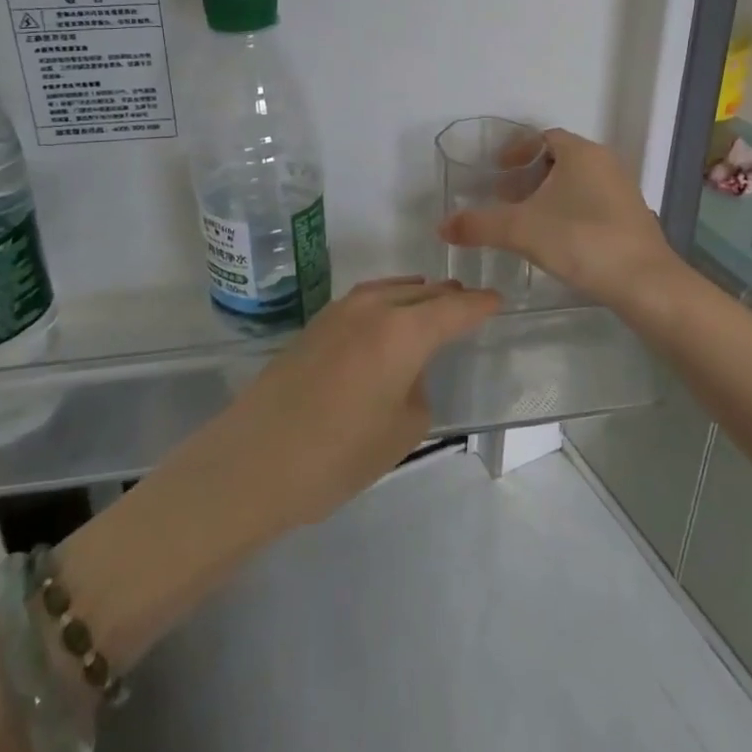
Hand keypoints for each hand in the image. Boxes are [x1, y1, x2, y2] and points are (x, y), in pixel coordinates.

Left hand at [155, 276, 500, 537]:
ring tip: (433, 304)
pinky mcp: (315, 325)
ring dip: (416, 295)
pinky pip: (366, 301)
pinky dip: (388, 302)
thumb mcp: (402, 430)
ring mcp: (339, 312)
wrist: (253, 461)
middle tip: (470, 304)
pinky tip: (388, 321)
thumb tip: (408, 372)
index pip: (454, 307)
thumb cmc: (338, 454)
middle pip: (423, 292)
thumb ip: (418, 389)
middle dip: (449, 297)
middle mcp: (373, 307)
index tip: (498, 302)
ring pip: (391, 290)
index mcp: (403, 329)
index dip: (480, 305)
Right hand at [436, 128, 685, 310]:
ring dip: (549, 195)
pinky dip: (568, 211)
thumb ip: (479, 225)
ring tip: (526, 221)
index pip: (543, 137)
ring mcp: (622, 190)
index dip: (516, 151)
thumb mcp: (521, 230)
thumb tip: (442, 226)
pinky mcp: (631, 218)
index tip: (497, 172)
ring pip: (576, 182)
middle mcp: (605, 163)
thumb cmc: (581, 241)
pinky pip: (591, 202)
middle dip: (529, 175)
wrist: (645, 283)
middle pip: (559, 159)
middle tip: (505, 197)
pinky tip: (556, 240)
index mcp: (582, 153)